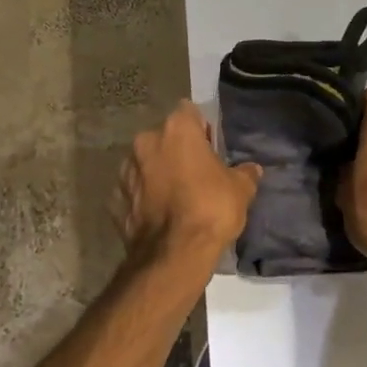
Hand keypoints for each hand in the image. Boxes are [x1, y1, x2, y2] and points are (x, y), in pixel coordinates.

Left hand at [115, 100, 261, 264]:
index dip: (200, 127)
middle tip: (196, 174)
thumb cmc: (211, 209)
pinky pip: (133, 192)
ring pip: (145, 163)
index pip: (188, 111)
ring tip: (176, 197)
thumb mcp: (241, 189)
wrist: (174, 254)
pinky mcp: (115, 200)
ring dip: (157, 173)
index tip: (210, 146)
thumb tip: (252, 170)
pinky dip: (143, 199)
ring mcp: (125, 171)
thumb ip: (245, 173)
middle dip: (176, 151)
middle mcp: (146, 142)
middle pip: (163, 138)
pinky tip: (159, 216)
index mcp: (176, 130)